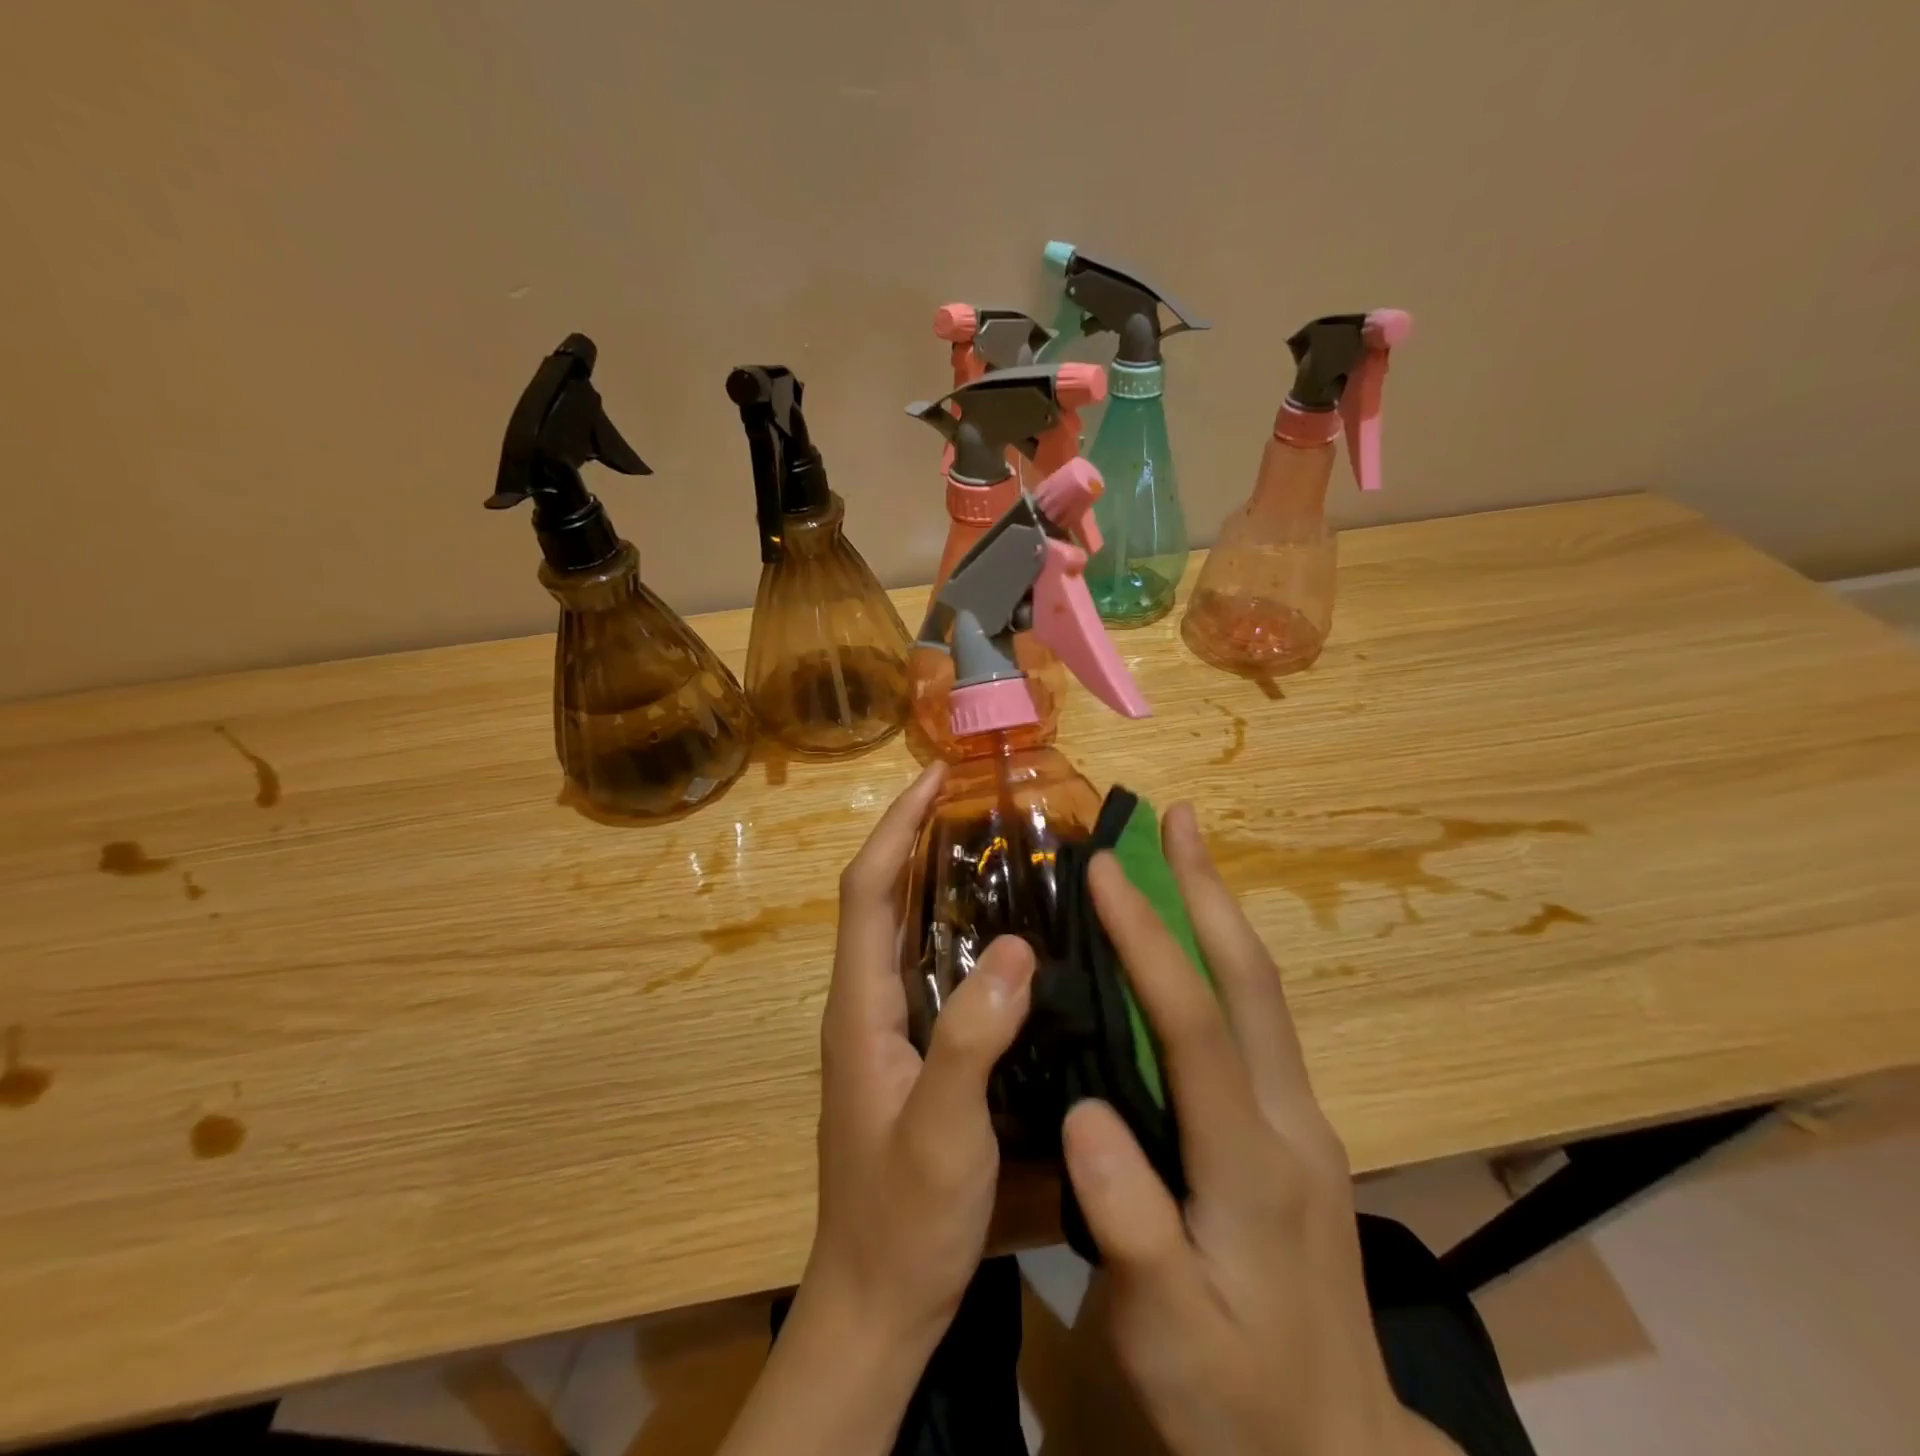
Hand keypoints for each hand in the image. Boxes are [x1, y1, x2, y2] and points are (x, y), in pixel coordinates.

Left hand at [805, 759, 1037, 1354]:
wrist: (878, 1303)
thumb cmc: (902, 1218)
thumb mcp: (941, 1129)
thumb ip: (972, 1037)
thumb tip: (1015, 945)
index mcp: (859, 1006)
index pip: (865, 891)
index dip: (894, 827)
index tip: (935, 777)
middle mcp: (865, 1004)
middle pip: (880, 899)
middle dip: (915, 838)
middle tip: (973, 802)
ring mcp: (886, 1030)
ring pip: (906, 932)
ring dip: (936, 880)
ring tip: (996, 847)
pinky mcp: (911, 1054)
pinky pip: (930, 970)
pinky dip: (958, 932)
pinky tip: (1006, 935)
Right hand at [1062, 803, 1459, 1455]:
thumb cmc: (1239, 1403)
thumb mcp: (1168, 1336)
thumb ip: (1128, 1224)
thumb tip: (1080, 1110)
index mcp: (1251, 1162)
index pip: (1194, 1025)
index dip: (1146, 941)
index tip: (1102, 872)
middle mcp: (1287, 1119)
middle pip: (1251, 981)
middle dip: (1209, 890)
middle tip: (1177, 818)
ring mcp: (1298, 1121)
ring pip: (1260, 994)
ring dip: (1219, 914)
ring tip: (1182, 855)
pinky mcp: (1292, 1132)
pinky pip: (1255, 1022)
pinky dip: (1221, 961)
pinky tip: (1192, 948)